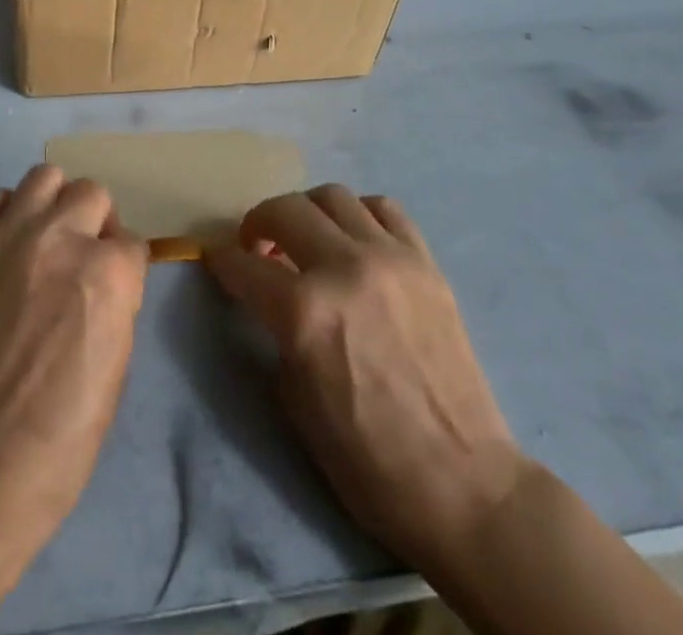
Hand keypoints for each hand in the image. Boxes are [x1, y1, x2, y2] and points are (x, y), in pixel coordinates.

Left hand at [0, 164, 149, 549]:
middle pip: (91, 193)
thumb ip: (117, 297)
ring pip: (45, 176)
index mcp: (108, 272)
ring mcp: (11, 235)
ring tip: (45, 236)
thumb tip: (108, 270)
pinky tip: (6, 243)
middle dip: (94, 222)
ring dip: (53, 202)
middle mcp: (62, 238)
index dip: (123, 264)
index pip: (131, 240)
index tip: (112, 285)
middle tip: (81, 255)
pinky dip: (5, 212)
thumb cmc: (65, 429)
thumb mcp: (118, 359)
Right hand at [205, 186, 524, 568]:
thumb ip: (276, 330)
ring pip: (332, 196)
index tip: (219, 260)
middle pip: (283, 209)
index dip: (222, 261)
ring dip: (307, 211)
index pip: (243, 264)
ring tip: (308, 238)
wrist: (463, 486)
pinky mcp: (426, 262)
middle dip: (258, 223)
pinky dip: (359, 214)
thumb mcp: (295, 397)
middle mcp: (343, 268)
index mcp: (303, 312)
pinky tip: (356, 240)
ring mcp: (390, 258)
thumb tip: (268, 294)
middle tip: (257, 246)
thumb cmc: (367, 459)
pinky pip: (384, 209)